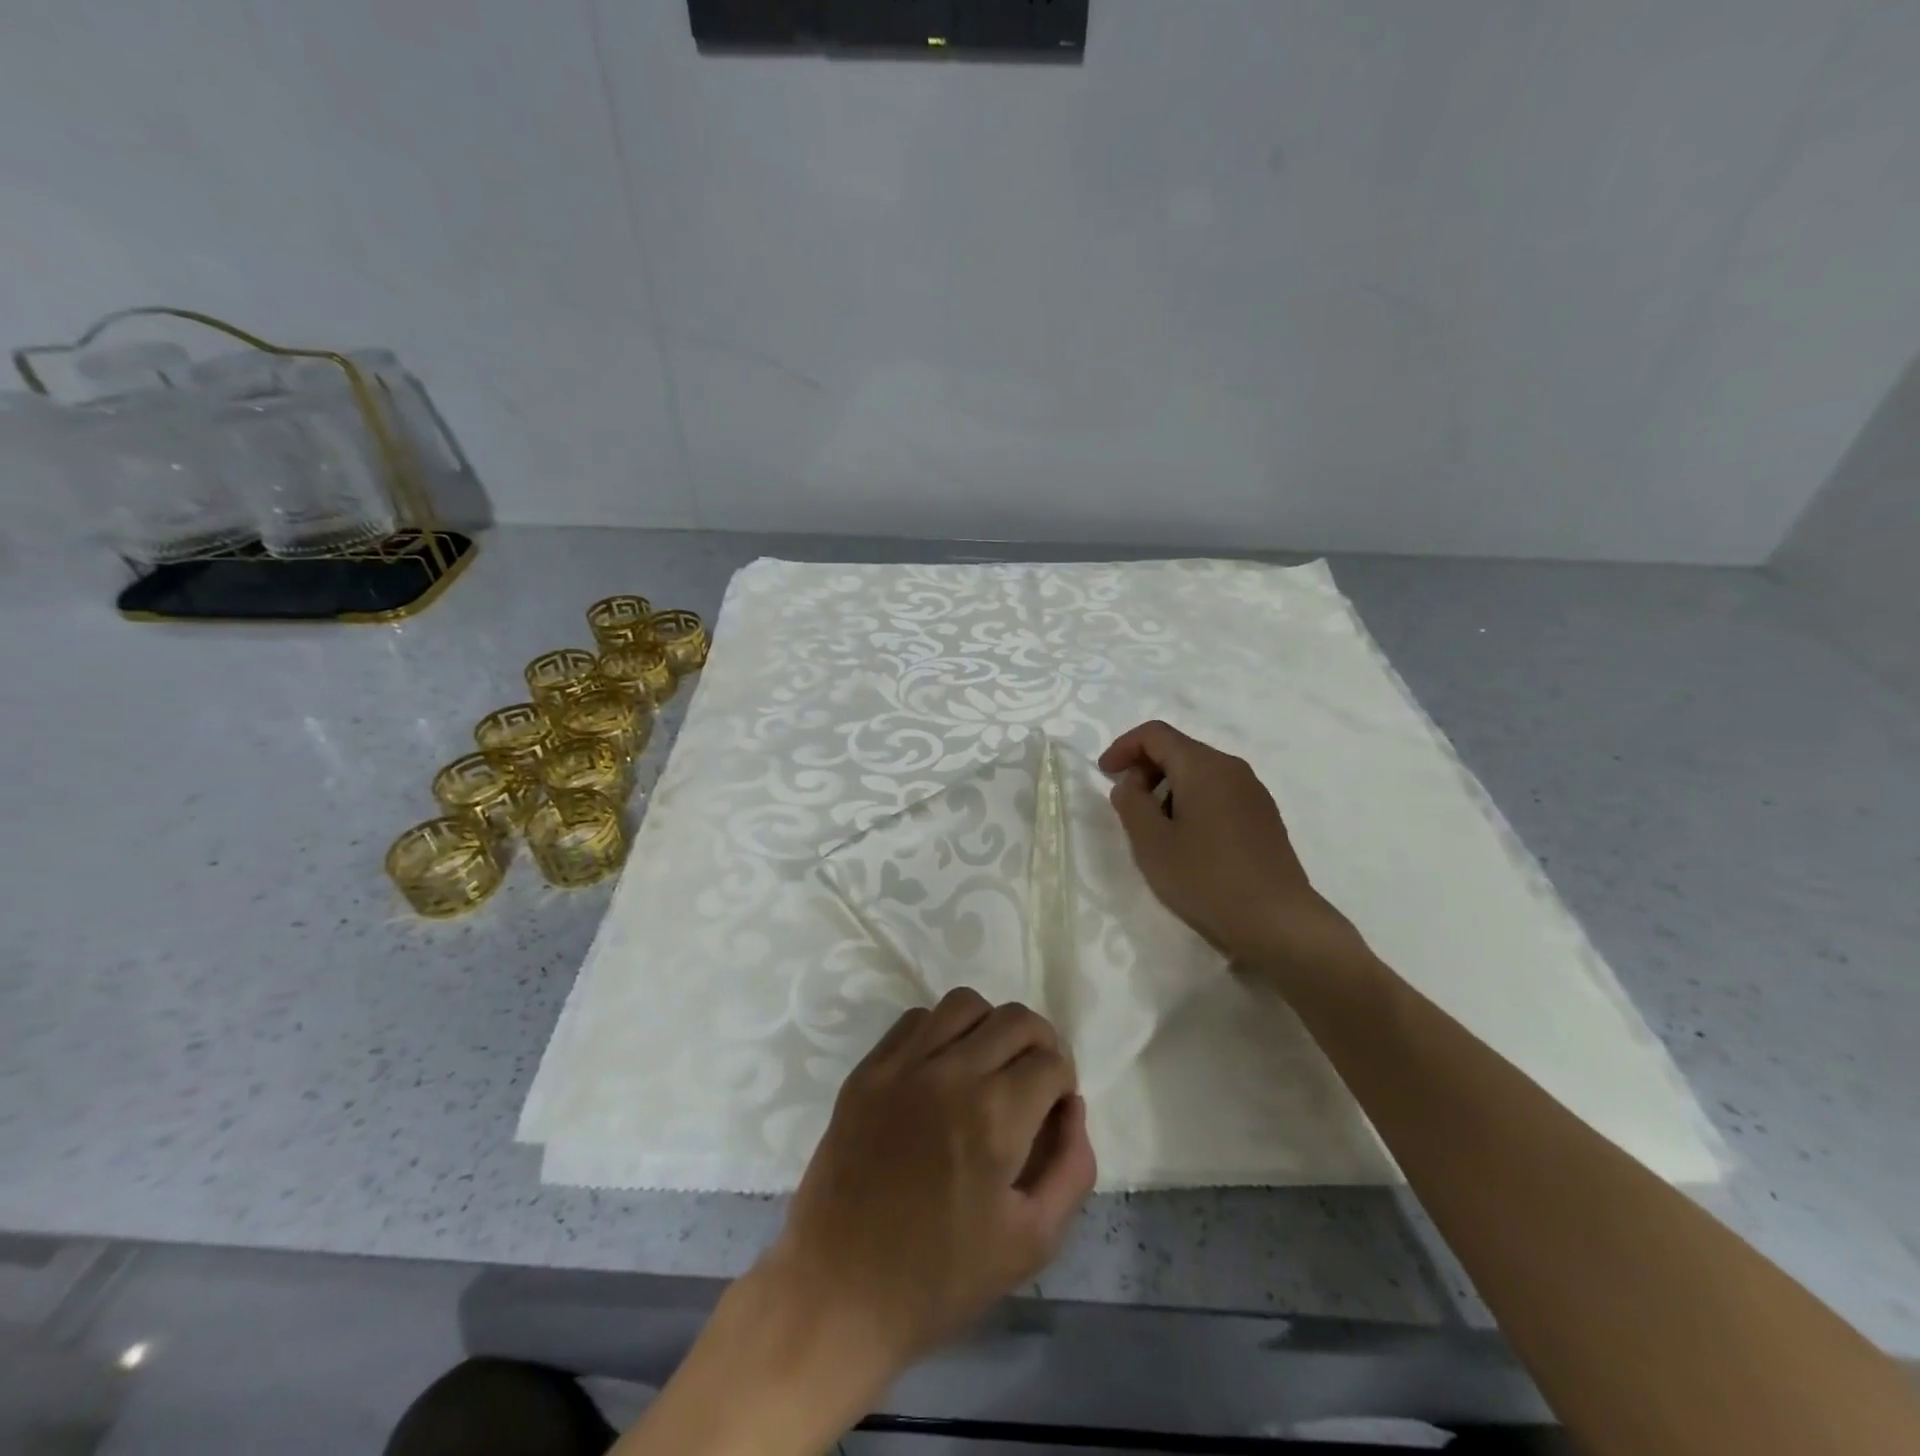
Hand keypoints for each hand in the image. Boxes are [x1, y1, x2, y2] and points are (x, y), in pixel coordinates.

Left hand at [763, 989, 1095, 1376]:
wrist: (840, 1289)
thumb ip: (1071, 1166)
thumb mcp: (1032, 1240)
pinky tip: (942, 1068)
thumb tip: (1072, 1106)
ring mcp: (903, 1065)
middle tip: (1032, 1082)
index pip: (1052, 1062)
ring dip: (991, 1027)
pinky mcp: (868, 1069)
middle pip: (1015, 1020)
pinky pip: (916, 1019)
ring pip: (965, 1004)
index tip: (1053, 1109)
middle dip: (1039, 1044)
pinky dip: (941, 1030)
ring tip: (988, 1065)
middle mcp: (951, 1073)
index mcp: (995, 1117)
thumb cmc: (942, 1276)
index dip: (1063, 1083)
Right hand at [1099, 720, 1367, 983]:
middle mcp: (1232, 769)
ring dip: (1168, 788)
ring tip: (1155, 829)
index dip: (1123, 747)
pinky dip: (1192, 802)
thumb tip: (1130, 784)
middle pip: (1179, 750)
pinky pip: (1218, 793)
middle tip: (1127, 806)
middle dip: (1145, 769)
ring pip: (1199, 773)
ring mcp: (1253, 792)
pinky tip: (1187, 841)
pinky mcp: (1264, 817)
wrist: (1277, 922)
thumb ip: (1131, 803)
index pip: (1155, 734)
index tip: (1104, 775)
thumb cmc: (1206, 879)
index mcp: (1204, 767)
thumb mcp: (1152, 843)